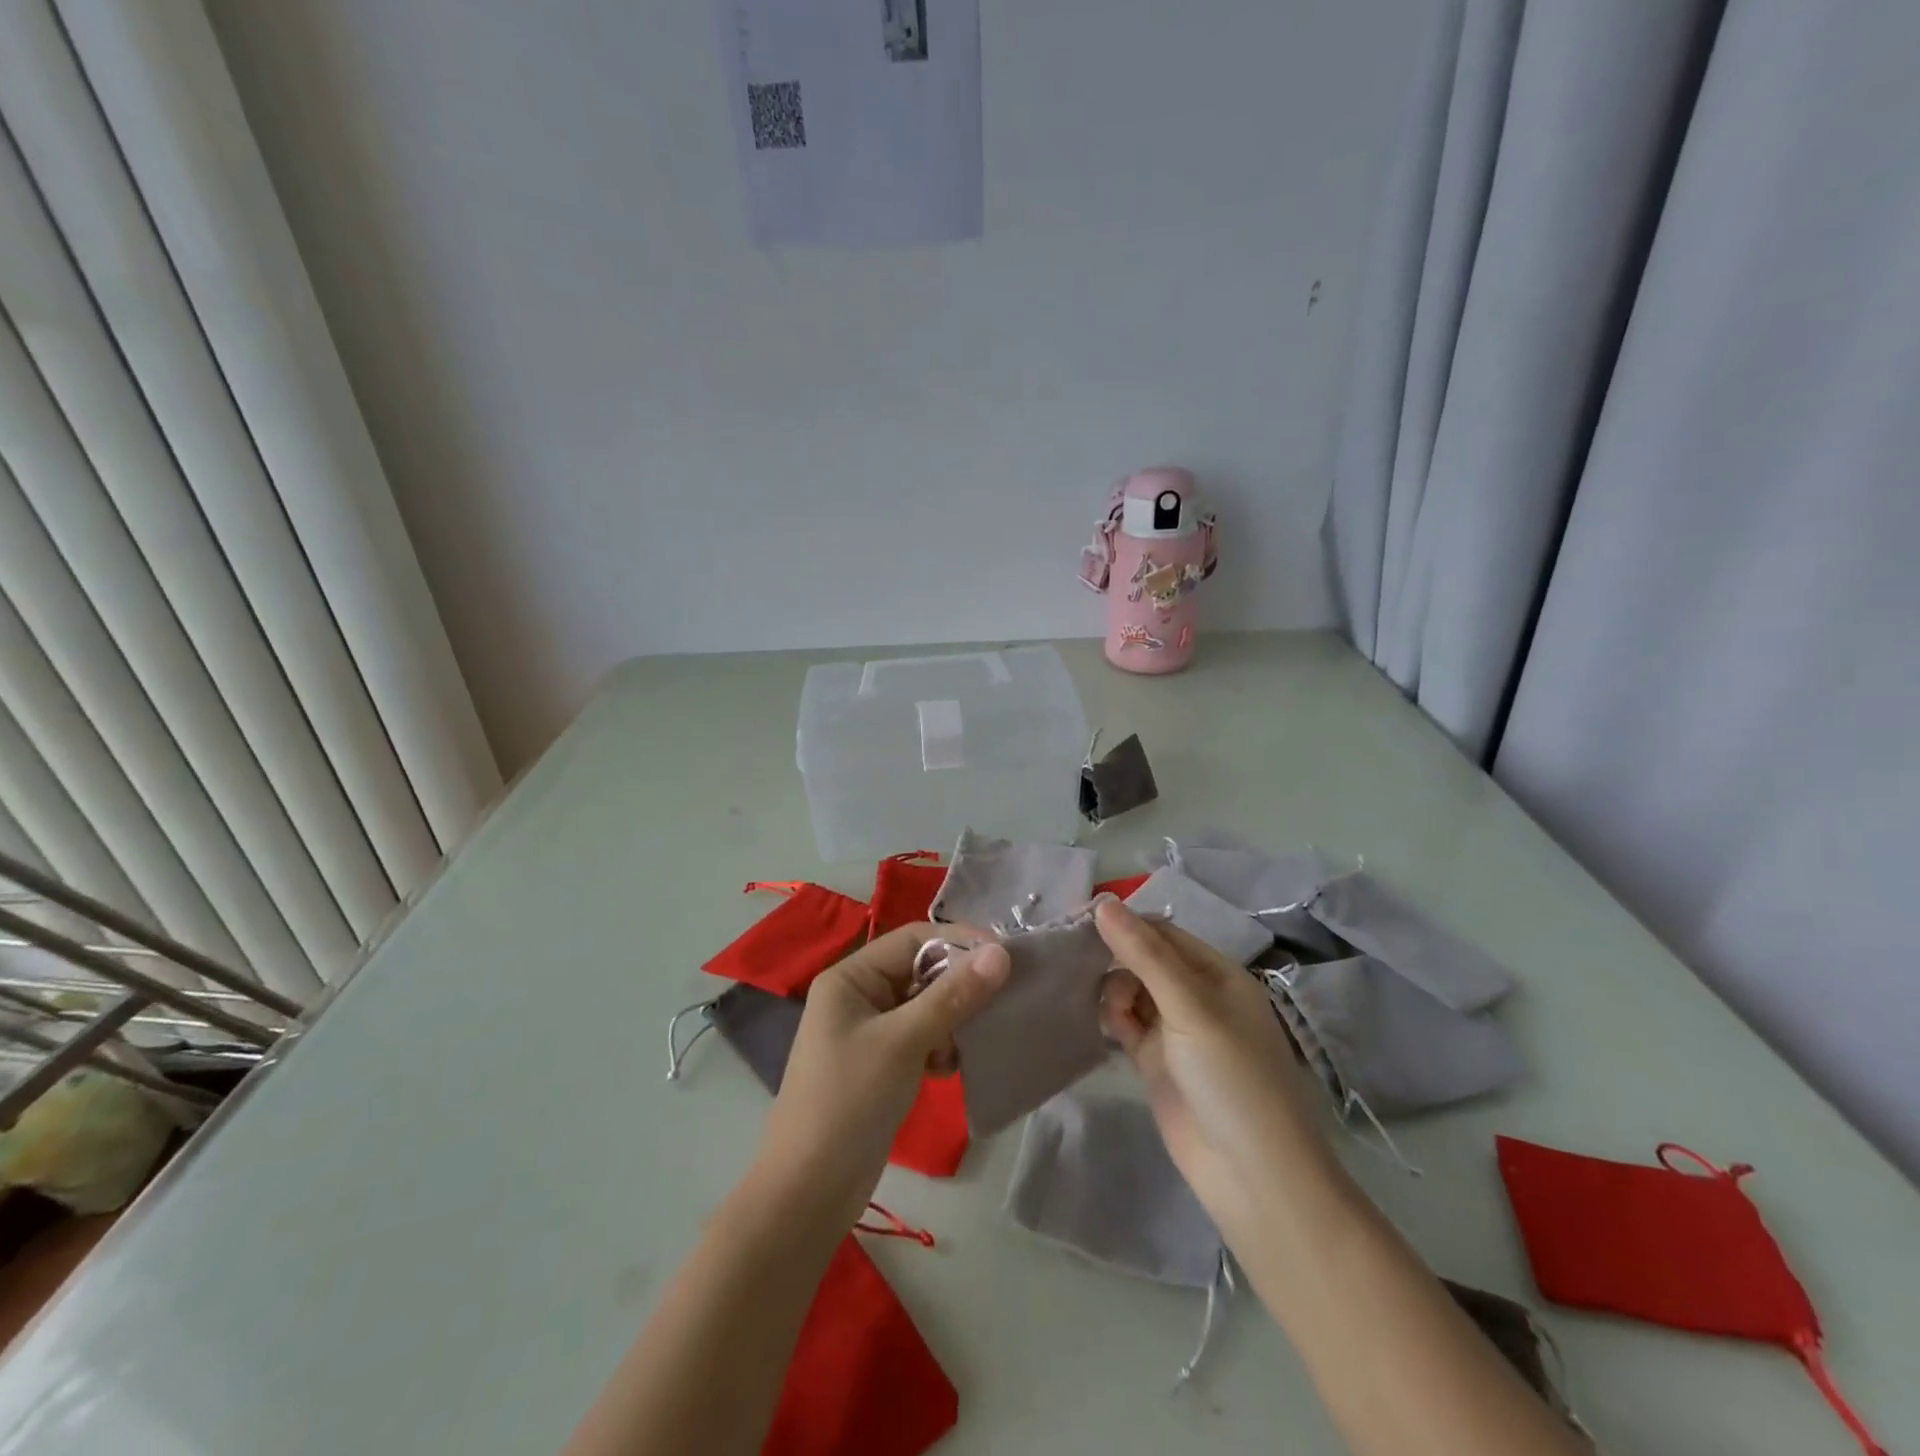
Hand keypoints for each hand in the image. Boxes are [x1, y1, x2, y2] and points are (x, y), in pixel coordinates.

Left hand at [757, 923, 1009, 1225]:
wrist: (808, 1194)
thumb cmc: (849, 1103)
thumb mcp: (903, 1042)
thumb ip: (953, 996)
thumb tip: (1001, 953)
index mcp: (850, 977)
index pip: (913, 939)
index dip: (959, 942)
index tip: (1006, 958)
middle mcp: (858, 995)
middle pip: (921, 971)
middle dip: (959, 986)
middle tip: (1000, 1002)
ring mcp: (869, 1031)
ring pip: (926, 1006)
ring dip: (953, 1020)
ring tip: (968, 1046)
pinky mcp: (882, 1064)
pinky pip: (922, 1037)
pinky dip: (941, 1047)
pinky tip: (949, 1069)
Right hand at [1095, 899, 1332, 1243]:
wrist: (1253, 1177)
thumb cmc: (1233, 1078)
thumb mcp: (1191, 1007)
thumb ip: (1145, 955)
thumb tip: (1103, 903)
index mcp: (1217, 974)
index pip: (1162, 932)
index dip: (1122, 922)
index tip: (1077, 917)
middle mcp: (1196, 996)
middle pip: (1144, 959)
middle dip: (1112, 954)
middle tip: (1071, 955)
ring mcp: (1175, 1031)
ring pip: (1131, 990)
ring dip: (1111, 988)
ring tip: (1104, 1007)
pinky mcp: (1156, 1063)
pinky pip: (1126, 1025)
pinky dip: (1112, 1018)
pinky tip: (1103, 1023)